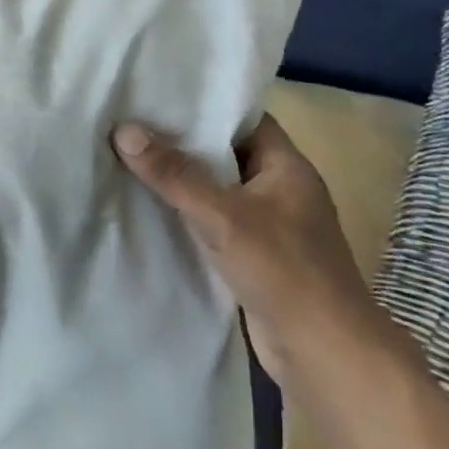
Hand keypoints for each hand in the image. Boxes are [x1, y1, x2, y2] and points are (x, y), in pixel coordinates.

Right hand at [112, 114, 403, 389]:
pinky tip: (148, 205)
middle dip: (181, 140)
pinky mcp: (255, 255)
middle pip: (225, 152)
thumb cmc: (284, 271)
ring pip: (217, 189)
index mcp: (287, 166)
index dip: (204, 104)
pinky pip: (214, 220)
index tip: (157, 93)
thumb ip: (173, 174)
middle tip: (130, 120)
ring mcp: (269, 224)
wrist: (325, 355)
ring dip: (181, 179)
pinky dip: (187, 212)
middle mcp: (280, 189)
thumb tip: (123, 130)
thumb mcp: (222, 215)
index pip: (243, 118)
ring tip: (128, 156)